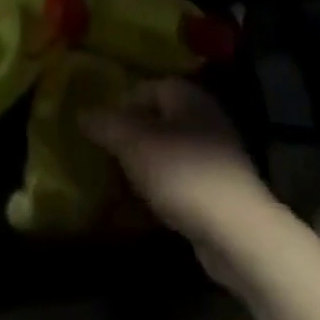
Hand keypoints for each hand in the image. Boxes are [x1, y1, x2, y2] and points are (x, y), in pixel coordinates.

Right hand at [83, 79, 269, 263]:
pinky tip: (144, 206)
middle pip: (156, 120)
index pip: (145, 87)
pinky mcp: (219, 190)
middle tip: (105, 155)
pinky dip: (161, 188)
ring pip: (168, 151)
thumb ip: (104, 124)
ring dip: (144, 165)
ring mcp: (216, 155)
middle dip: (130, 137)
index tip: (99, 130)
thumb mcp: (132, 142)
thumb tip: (82, 114)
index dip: (119, 105)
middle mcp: (204, 117)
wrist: (236, 232)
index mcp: (187, 96)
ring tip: (120, 182)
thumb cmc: (181, 172)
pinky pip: (180, 180)